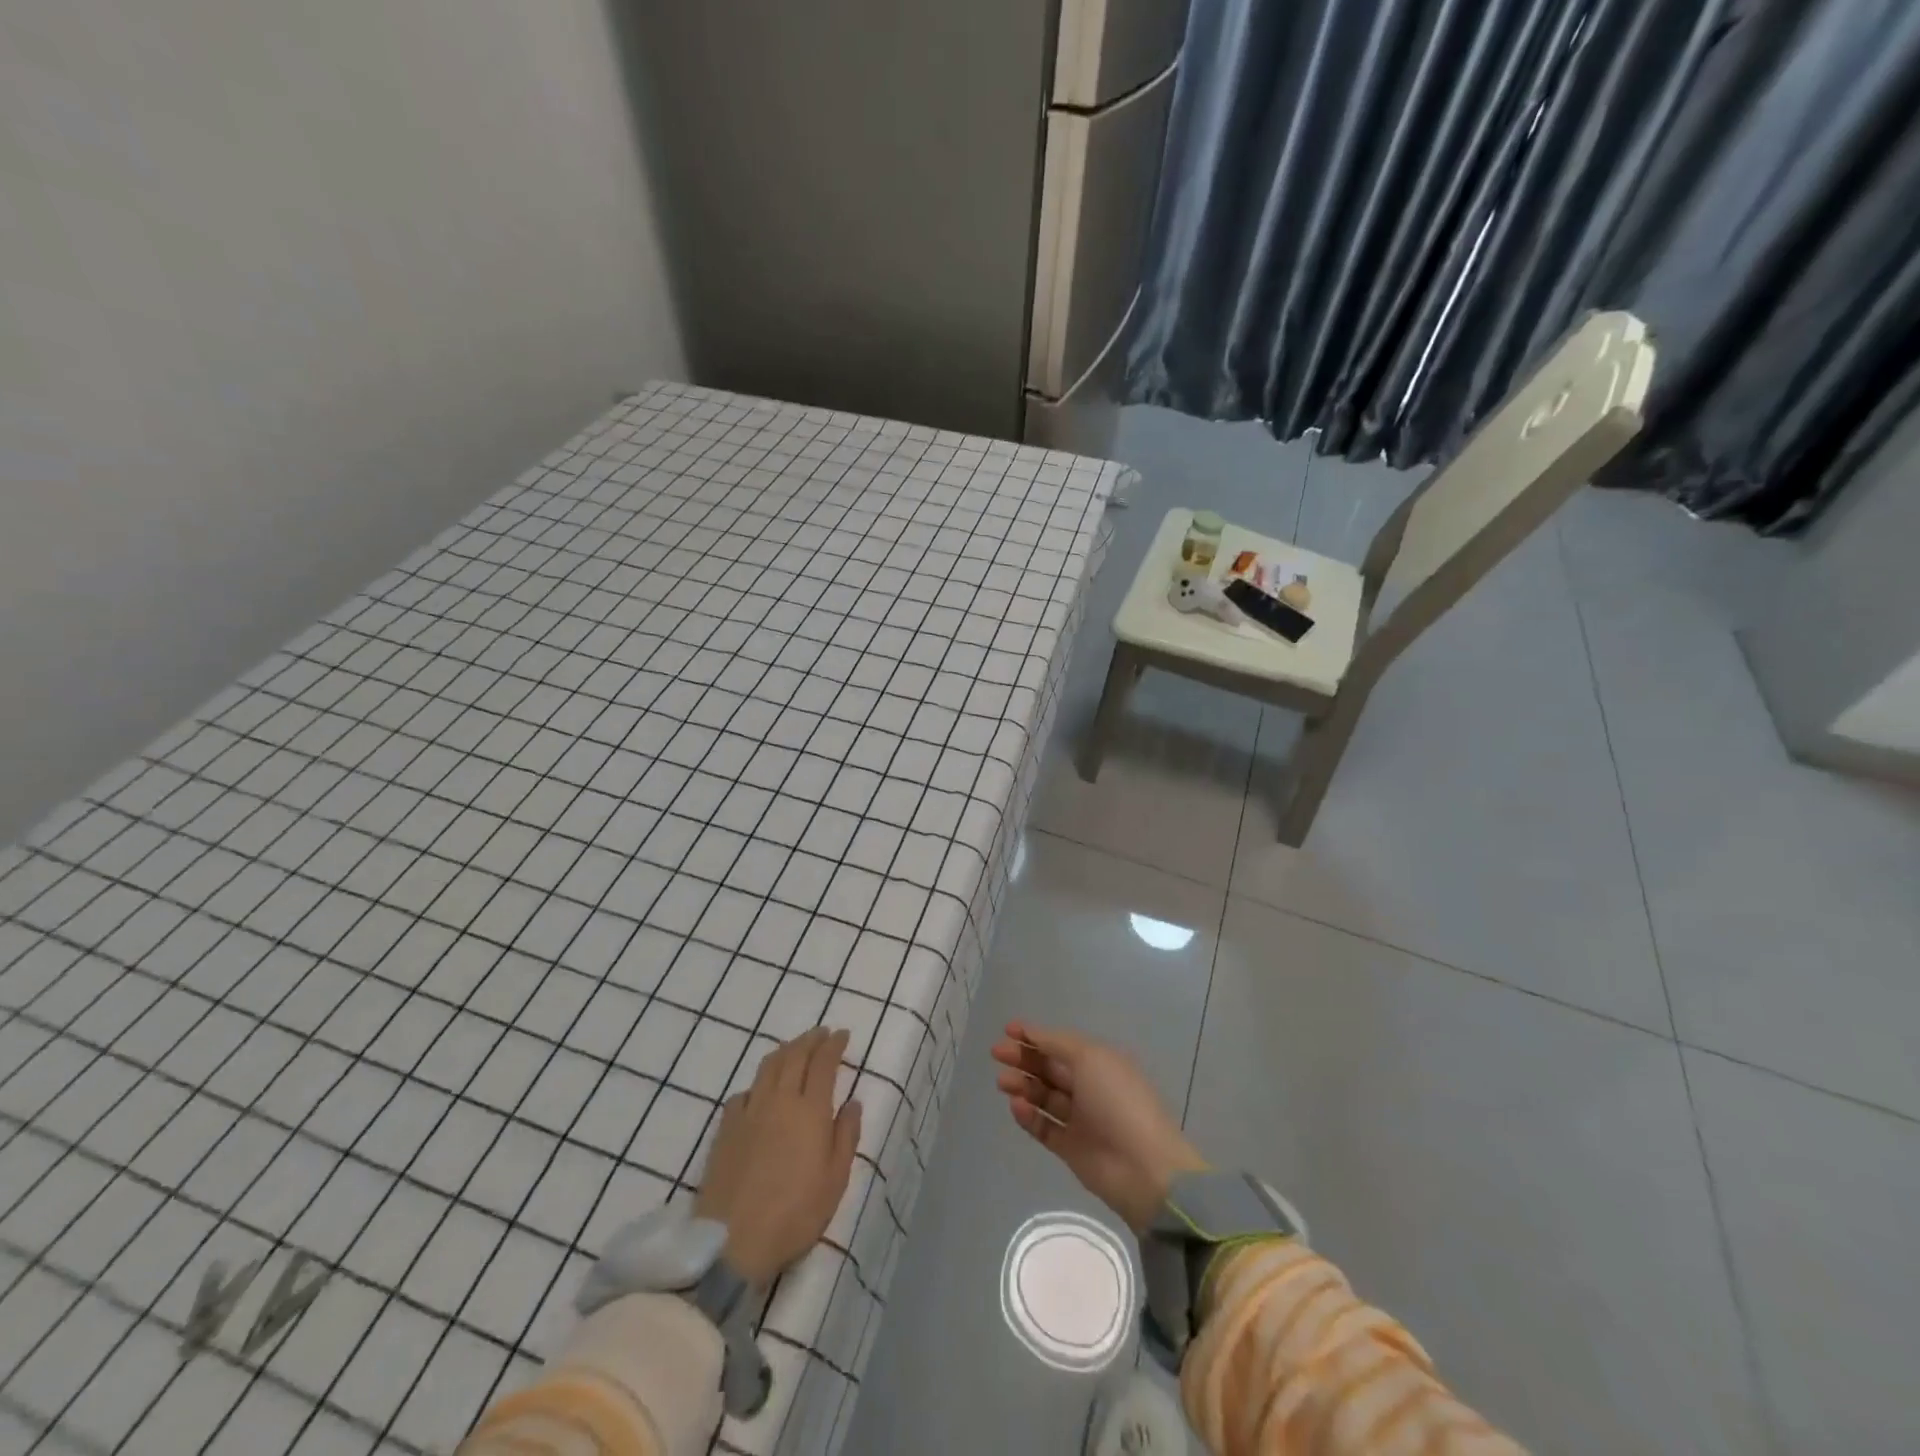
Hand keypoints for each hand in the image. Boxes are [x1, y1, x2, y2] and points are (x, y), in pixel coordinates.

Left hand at [695, 1027, 861, 1286]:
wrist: (732, 1242)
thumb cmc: (795, 1214)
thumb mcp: (835, 1180)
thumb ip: (846, 1136)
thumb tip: (853, 1102)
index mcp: (810, 1110)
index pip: (823, 1063)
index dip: (833, 1045)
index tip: (842, 1035)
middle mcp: (779, 1100)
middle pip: (794, 1056)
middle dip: (810, 1039)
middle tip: (821, 1033)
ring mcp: (749, 1112)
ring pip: (768, 1067)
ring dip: (785, 1051)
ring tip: (794, 1049)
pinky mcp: (725, 1129)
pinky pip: (744, 1092)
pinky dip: (758, 1083)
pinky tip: (760, 1091)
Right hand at [991, 1020, 1206, 1232]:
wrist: (1143, 1168)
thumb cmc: (1118, 1101)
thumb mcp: (1090, 1058)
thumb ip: (1057, 1043)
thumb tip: (1031, 1032)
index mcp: (1100, 1062)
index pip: (1061, 1044)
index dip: (1035, 1035)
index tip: (1008, 1030)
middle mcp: (1090, 1087)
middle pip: (1050, 1068)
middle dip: (1024, 1058)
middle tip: (997, 1054)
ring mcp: (1081, 1119)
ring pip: (1044, 1096)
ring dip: (1023, 1085)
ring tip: (1003, 1082)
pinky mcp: (1071, 1148)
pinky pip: (1044, 1127)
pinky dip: (1028, 1116)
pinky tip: (1016, 1106)